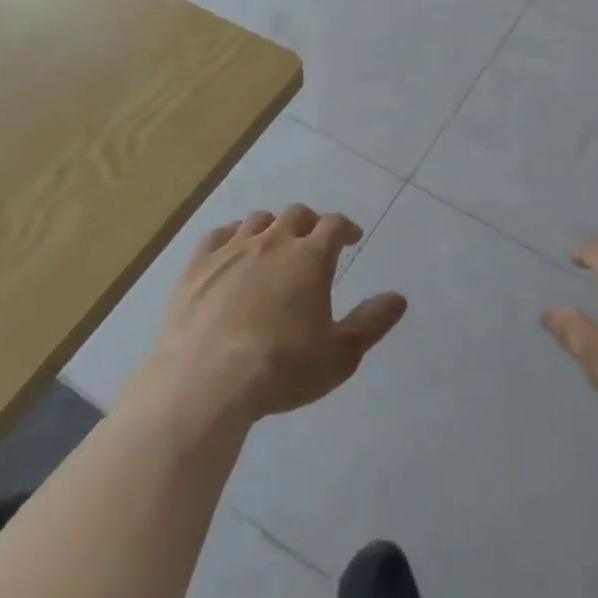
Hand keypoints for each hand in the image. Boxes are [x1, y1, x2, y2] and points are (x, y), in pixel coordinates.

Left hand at [144, 205, 407, 425]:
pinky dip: (232, 236)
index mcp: (310, 257)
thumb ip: (371, 323)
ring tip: (274, 245)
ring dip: (272, 227)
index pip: (334, 225)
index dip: (346, 228)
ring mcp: (232, 250)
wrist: (205, 382)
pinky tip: (232, 250)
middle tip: (313, 242)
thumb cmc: (281, 369)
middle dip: (310, 223)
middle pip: (296, 215)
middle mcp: (273, 242)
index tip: (351, 238)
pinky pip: (218, 236)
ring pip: (258, 221)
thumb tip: (399, 297)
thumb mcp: (339, 356)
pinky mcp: (198, 266)